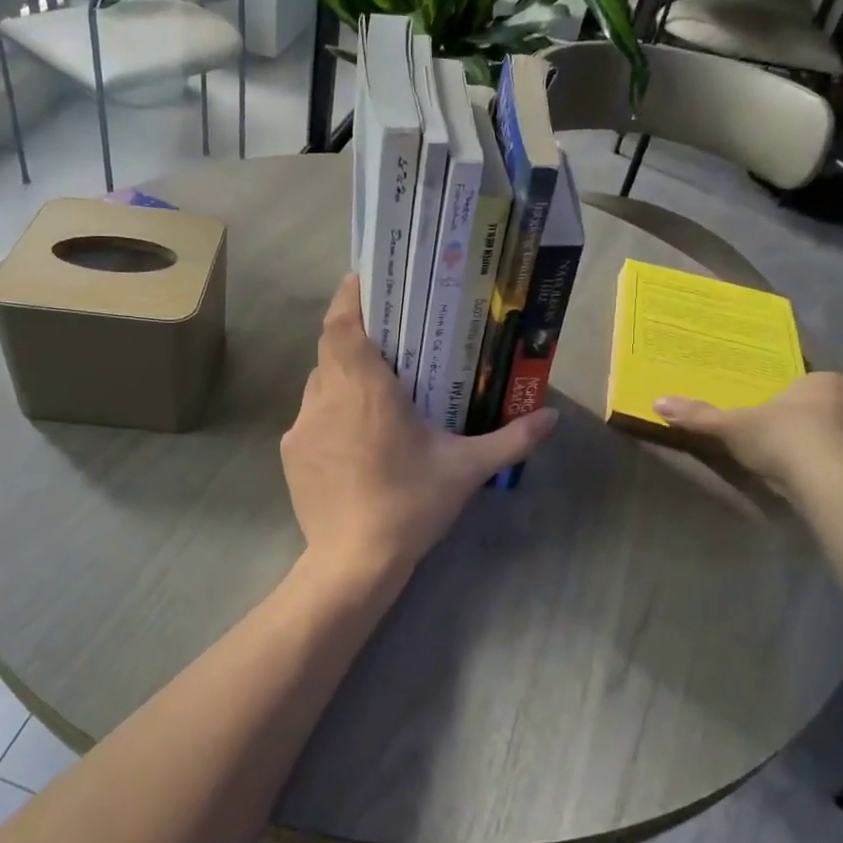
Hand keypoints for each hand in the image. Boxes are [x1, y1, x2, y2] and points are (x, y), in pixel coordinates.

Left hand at [282, 275, 558, 579]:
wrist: (353, 561)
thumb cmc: (410, 505)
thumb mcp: (466, 470)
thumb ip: (510, 439)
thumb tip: (551, 418)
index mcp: (365, 388)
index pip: (342, 324)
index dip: (348, 296)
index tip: (364, 281)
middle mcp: (326, 396)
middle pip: (330, 347)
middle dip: (353, 334)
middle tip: (385, 335)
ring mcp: (303, 425)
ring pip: (319, 382)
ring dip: (342, 376)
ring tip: (373, 389)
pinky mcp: (291, 452)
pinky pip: (310, 416)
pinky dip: (331, 413)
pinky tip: (354, 438)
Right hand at [655, 373, 842, 501]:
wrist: (834, 483)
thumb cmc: (784, 440)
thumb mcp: (732, 427)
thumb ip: (699, 415)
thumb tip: (657, 402)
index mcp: (826, 383)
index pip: (814, 384)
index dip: (799, 401)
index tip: (783, 420)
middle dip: (829, 422)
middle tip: (804, 445)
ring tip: (829, 471)